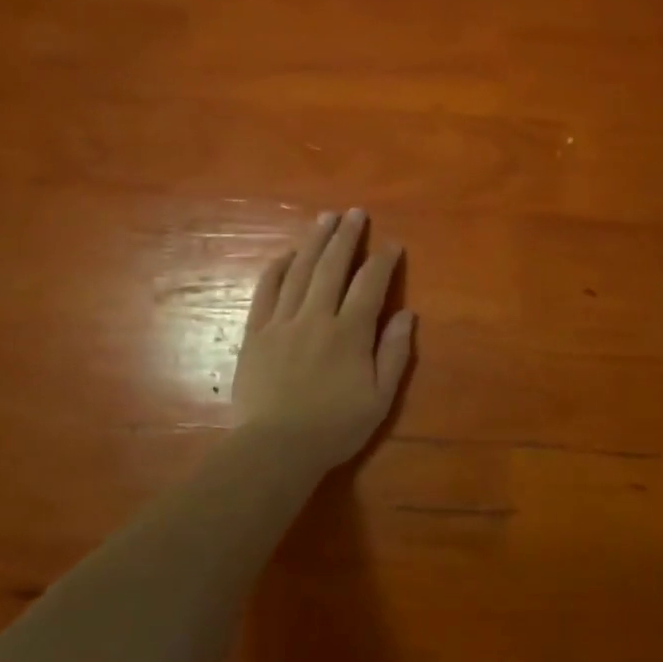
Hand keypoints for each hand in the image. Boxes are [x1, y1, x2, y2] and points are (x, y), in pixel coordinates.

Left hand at [233, 208, 414, 471]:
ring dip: (314, 242)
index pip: (370, 285)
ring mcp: (282, 322)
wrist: (275, 449)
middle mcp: (316, 317)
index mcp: (349, 333)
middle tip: (355, 212)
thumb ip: (394, 353)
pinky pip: (266, 291)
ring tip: (325, 218)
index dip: (383, 261)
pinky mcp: (256, 333)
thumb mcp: (379, 398)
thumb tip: (406, 313)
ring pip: (300, 271)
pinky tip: (286, 254)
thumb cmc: (334, 427)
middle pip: (332, 267)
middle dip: (346, 237)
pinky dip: (276, 269)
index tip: (392, 244)